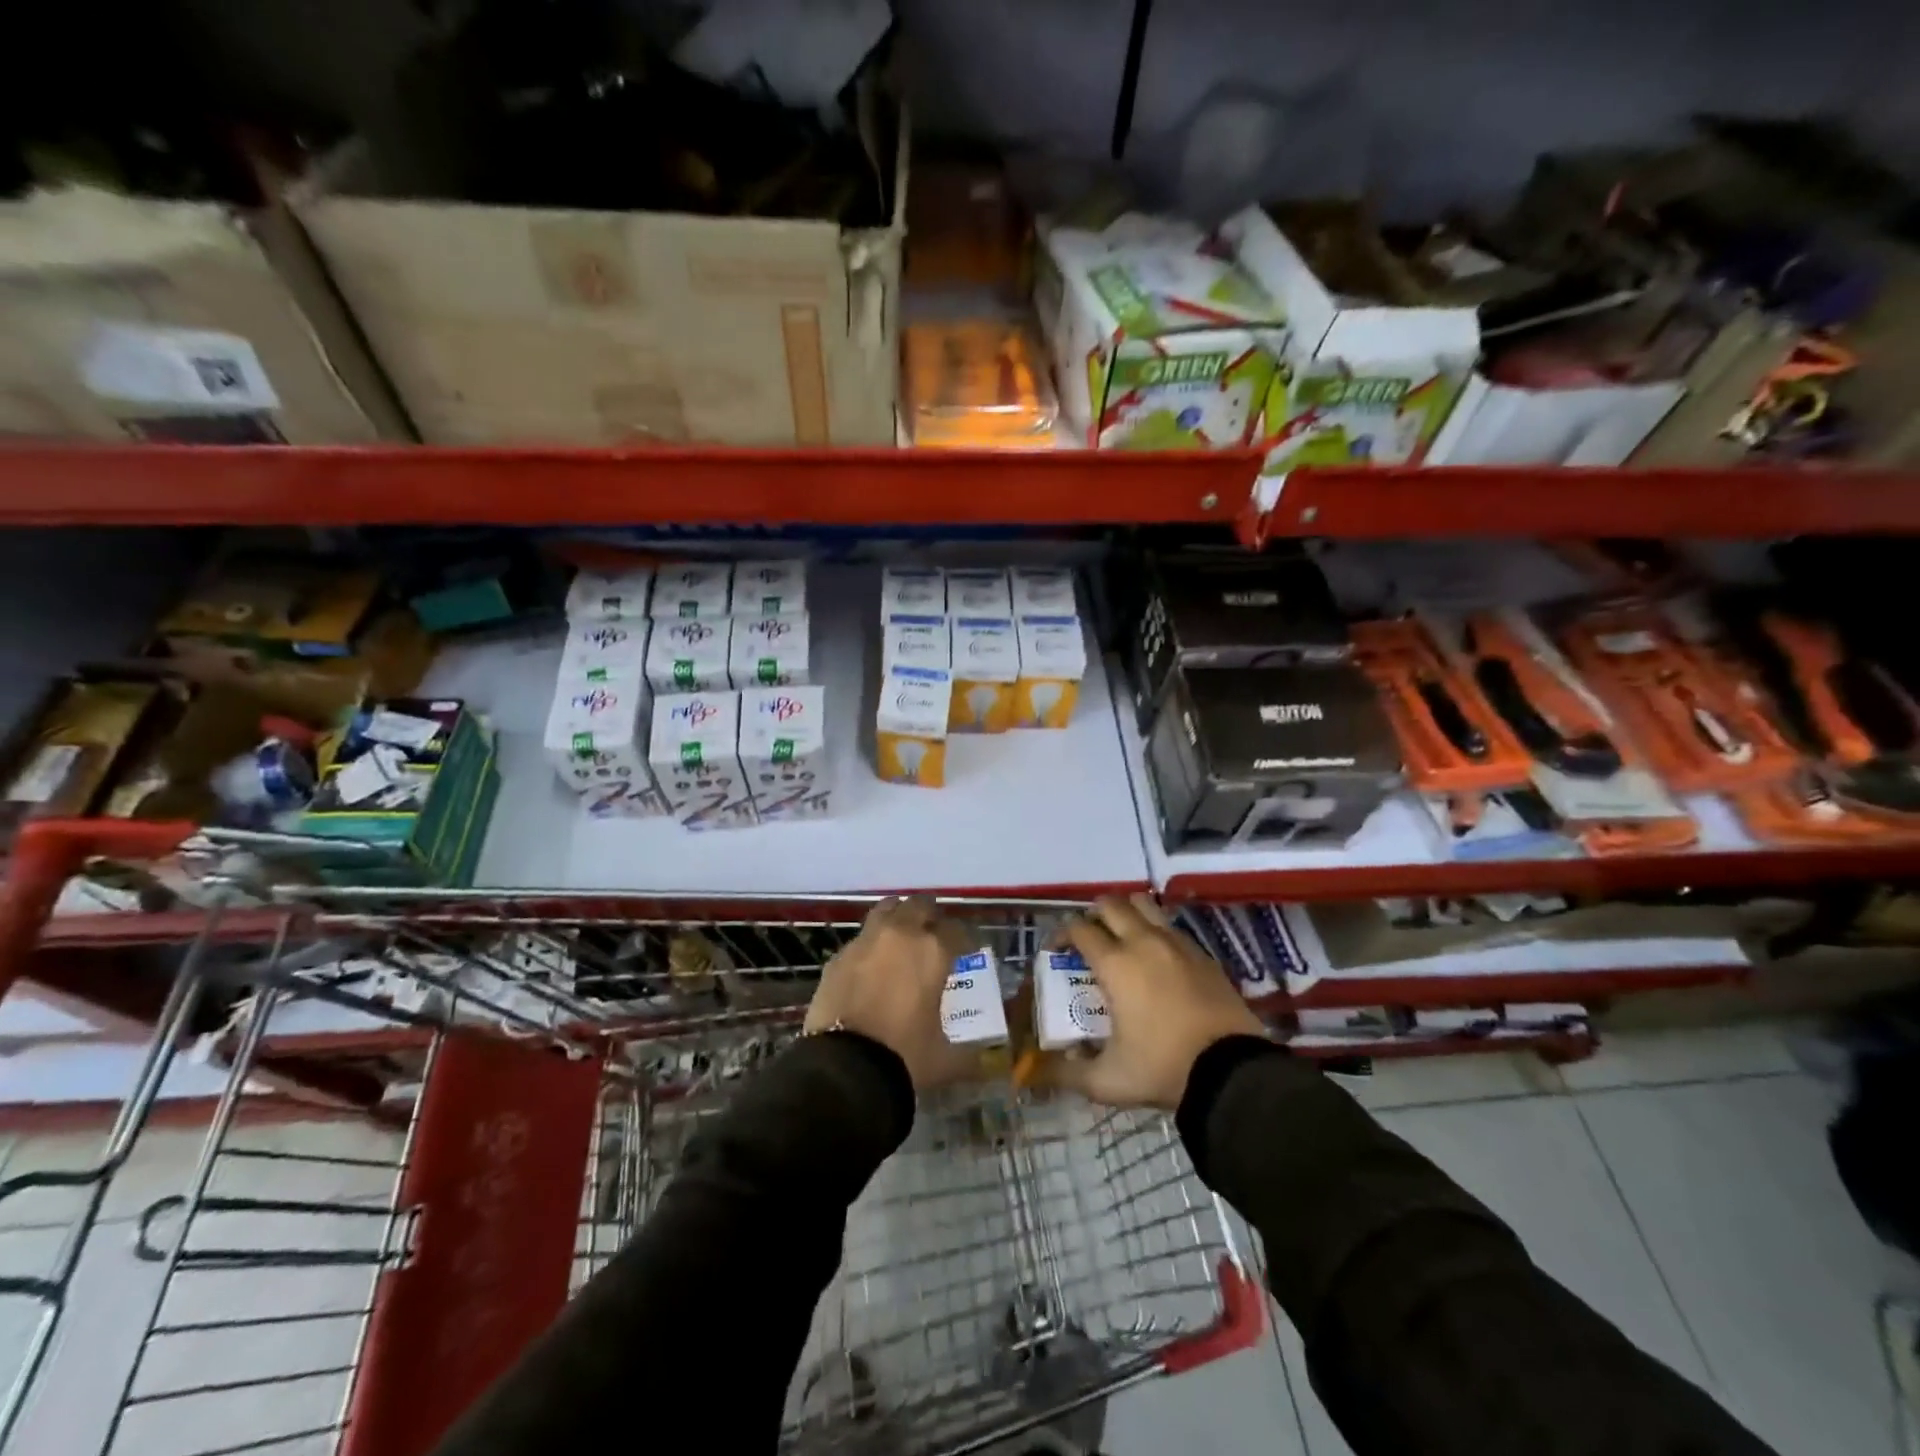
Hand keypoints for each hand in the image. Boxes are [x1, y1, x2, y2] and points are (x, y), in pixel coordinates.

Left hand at [805, 896, 978, 1091]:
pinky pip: (861, 940)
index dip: (965, 941)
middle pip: (920, 906)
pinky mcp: (838, 957)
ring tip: (903, 937)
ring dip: (899, 918)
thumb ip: (968, 1053)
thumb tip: (982, 1061)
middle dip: (931, 917)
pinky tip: (872, 966)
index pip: (957, 930)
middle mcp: (900, 935)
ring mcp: (865, 942)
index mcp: (933, 951)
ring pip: (886, 910)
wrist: (844, 1068)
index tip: (967, 953)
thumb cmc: (905, 1057)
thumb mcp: (945, 1058)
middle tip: (935, 935)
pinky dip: (871, 946)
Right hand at [1051, 894, 1265, 1109]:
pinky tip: (1156, 958)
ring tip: (1121, 937)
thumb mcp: (1107, 1081)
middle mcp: (1143, 942)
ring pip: (1144, 904)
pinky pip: (1171, 926)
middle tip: (1088, 940)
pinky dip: (1156, 930)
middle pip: (1110, 905)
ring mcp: (1177, 944)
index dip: (1061, 934)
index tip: (1055, 951)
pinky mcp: (1203, 954)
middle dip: (1092, 915)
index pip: (1079, 929)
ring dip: (1126, 913)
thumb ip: (1068, 1073)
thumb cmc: (1162, 1069)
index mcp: (1115, 964)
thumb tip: (1040, 1071)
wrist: (1231, 1073)